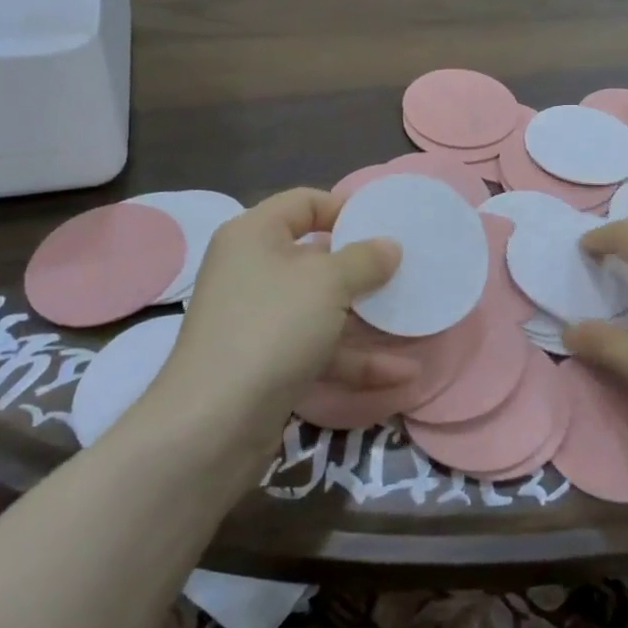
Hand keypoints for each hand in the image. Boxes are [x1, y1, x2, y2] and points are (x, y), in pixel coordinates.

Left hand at [144, 188, 399, 444]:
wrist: (213, 424)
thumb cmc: (272, 328)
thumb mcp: (328, 283)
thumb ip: (365, 259)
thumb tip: (389, 245)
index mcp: (254, 235)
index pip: (303, 202)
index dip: (344, 208)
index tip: (385, 225)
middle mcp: (251, 271)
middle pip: (315, 257)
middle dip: (362, 268)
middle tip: (404, 271)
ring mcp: (258, 320)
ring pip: (321, 308)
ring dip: (367, 320)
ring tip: (413, 323)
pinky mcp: (266, 364)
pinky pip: (317, 349)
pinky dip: (354, 360)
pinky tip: (400, 375)